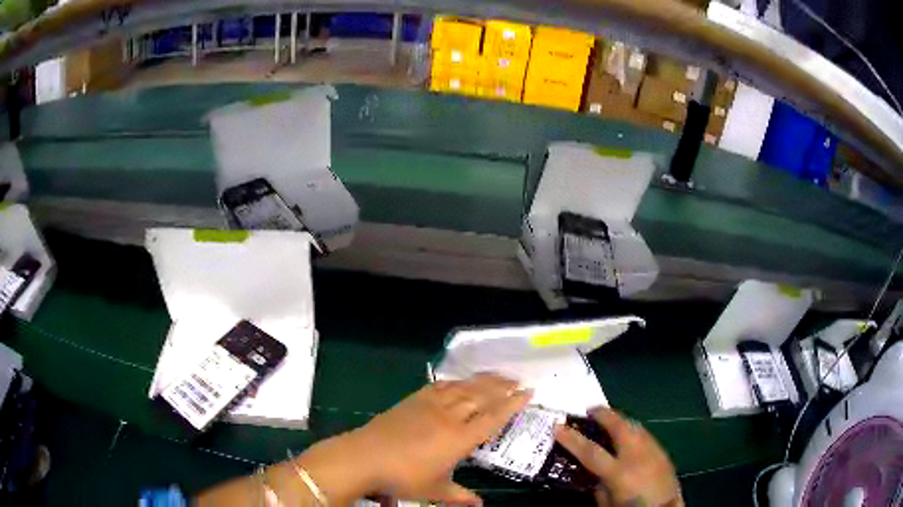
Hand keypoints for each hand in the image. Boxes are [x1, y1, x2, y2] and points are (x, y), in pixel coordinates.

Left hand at [300, 374, 531, 505]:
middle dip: (502, 387)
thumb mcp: (435, 491)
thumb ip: (460, 497)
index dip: (512, 404)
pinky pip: (440, 386)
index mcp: (459, 439)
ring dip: (483, 380)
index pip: (493, 417)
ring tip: (498, 375)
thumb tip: (481, 505)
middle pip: (481, 396)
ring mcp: (429, 405)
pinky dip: (454, 381)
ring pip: (463, 388)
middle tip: (518, 379)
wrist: (364, 457)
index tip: (528, 392)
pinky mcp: (413, 400)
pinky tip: (459, 381)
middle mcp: (449, 417)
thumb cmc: (403, 478)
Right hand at [554, 408, 681, 506]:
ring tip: (607, 416)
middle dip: (604, 414)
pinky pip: (644, 433)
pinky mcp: (662, 450)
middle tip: (590, 409)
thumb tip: (593, 473)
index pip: (590, 452)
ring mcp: (652, 450)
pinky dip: (632, 428)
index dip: (572, 438)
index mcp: (619, 472)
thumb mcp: (607, 504)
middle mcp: (637, 455)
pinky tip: (627, 432)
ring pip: (634, 426)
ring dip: (619, 419)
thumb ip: (598, 486)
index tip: (558, 426)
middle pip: (619, 427)